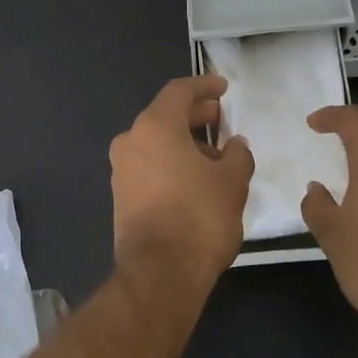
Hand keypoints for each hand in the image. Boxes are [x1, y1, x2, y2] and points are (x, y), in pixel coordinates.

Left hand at [108, 76, 254, 292]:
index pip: (178, 91)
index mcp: (154, 126)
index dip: (204, 86)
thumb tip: (234, 144)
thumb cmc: (199, 216)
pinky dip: (172, 162)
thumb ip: (237, 154)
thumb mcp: (232, 181)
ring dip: (185, 142)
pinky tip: (197, 178)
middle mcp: (130, 141)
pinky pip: (149, 165)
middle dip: (195, 115)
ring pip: (156, 142)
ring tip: (217, 155)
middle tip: (222, 119)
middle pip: (165, 116)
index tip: (224, 88)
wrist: (160, 272)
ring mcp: (121, 169)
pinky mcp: (121, 195)